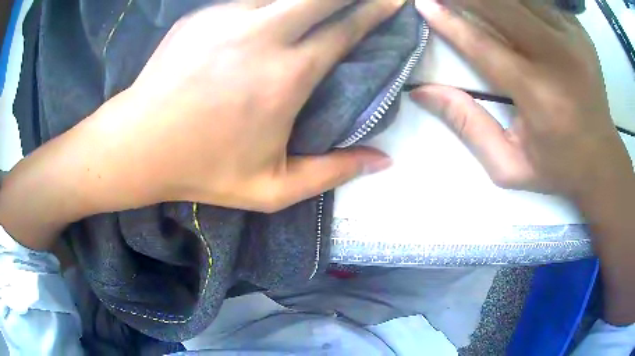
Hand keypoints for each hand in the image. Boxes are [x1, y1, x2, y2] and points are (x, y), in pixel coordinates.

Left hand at [94, 0, 398, 212]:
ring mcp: (227, 18)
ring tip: (317, 6)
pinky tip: (272, 13)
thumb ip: (332, 173)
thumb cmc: (202, 170)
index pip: (345, 30)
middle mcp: (262, 36)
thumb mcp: (272, 189)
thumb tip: (383, 161)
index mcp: (286, 77)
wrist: (139, 145)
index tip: (394, 0)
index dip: (375, 10)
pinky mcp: (201, 15)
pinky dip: (270, 1)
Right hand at [411, 0, 632, 199]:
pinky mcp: (579, 31)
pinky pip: (539, 0)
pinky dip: (518, 0)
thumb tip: (423, 92)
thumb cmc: (557, 168)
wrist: (602, 160)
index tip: (423, 5)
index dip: (450, 23)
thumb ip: (468, 126)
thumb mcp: (509, 165)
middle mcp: (559, 59)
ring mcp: (573, 39)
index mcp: (541, 97)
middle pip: (502, 7)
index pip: (485, 46)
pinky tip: (507, 6)